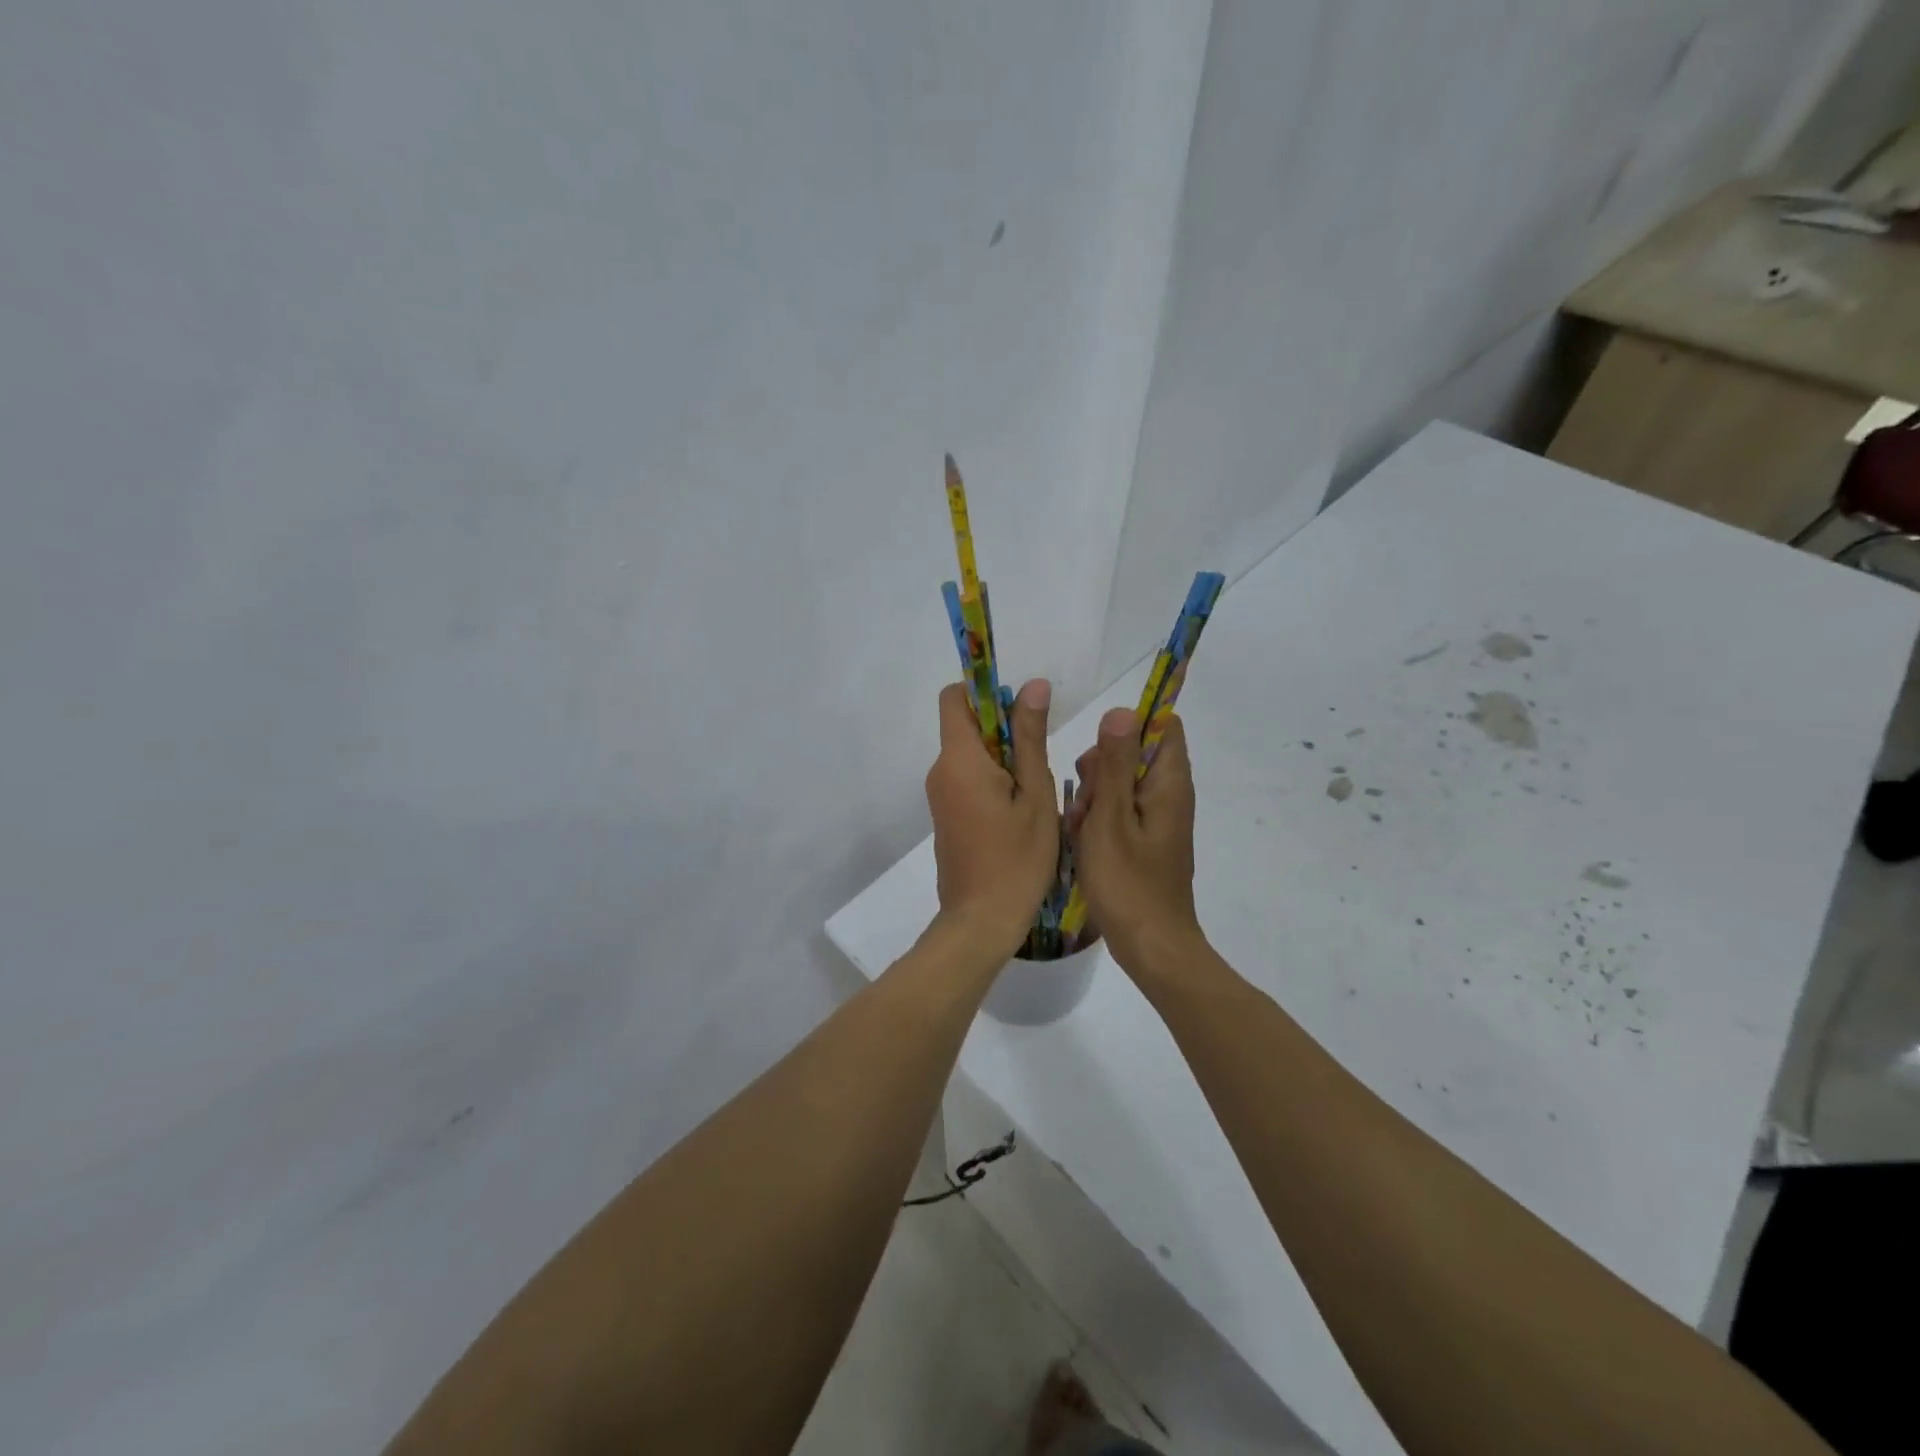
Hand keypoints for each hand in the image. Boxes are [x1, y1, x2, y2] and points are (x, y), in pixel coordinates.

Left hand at [925, 679, 1059, 958]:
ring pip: (969, 754)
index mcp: (959, 759)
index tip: (1020, 710)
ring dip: (1001, 757)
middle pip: (964, 725)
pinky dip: (992, 779)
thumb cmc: (1018, 857)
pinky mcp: (946, 816)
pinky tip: (1020, 809)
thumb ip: (1030, 737)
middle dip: (1001, 727)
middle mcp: (940, 771)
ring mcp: (940, 796)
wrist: (982, 921)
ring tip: (1035, 787)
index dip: (985, 692)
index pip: (954, 697)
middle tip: (1039, 756)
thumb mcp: (1035, 793)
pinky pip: (966, 779)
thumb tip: (1033, 685)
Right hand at [1067, 706, 1202, 971]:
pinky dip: (1098, 819)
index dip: (1129, 727)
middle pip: (1133, 754)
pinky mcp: (1144, 840)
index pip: (1163, 726)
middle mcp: (1168, 795)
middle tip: (1086, 801)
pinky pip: (1118, 812)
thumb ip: (1115, 764)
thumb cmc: (1128, 882)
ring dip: (1093, 796)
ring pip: (1119, 784)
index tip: (1100, 753)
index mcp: (1168, 784)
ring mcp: (1156, 819)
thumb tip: (1123, 710)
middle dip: (1100, 767)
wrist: (1150, 946)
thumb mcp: (1111, 818)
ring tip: (1080, 828)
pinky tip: (1082, 842)